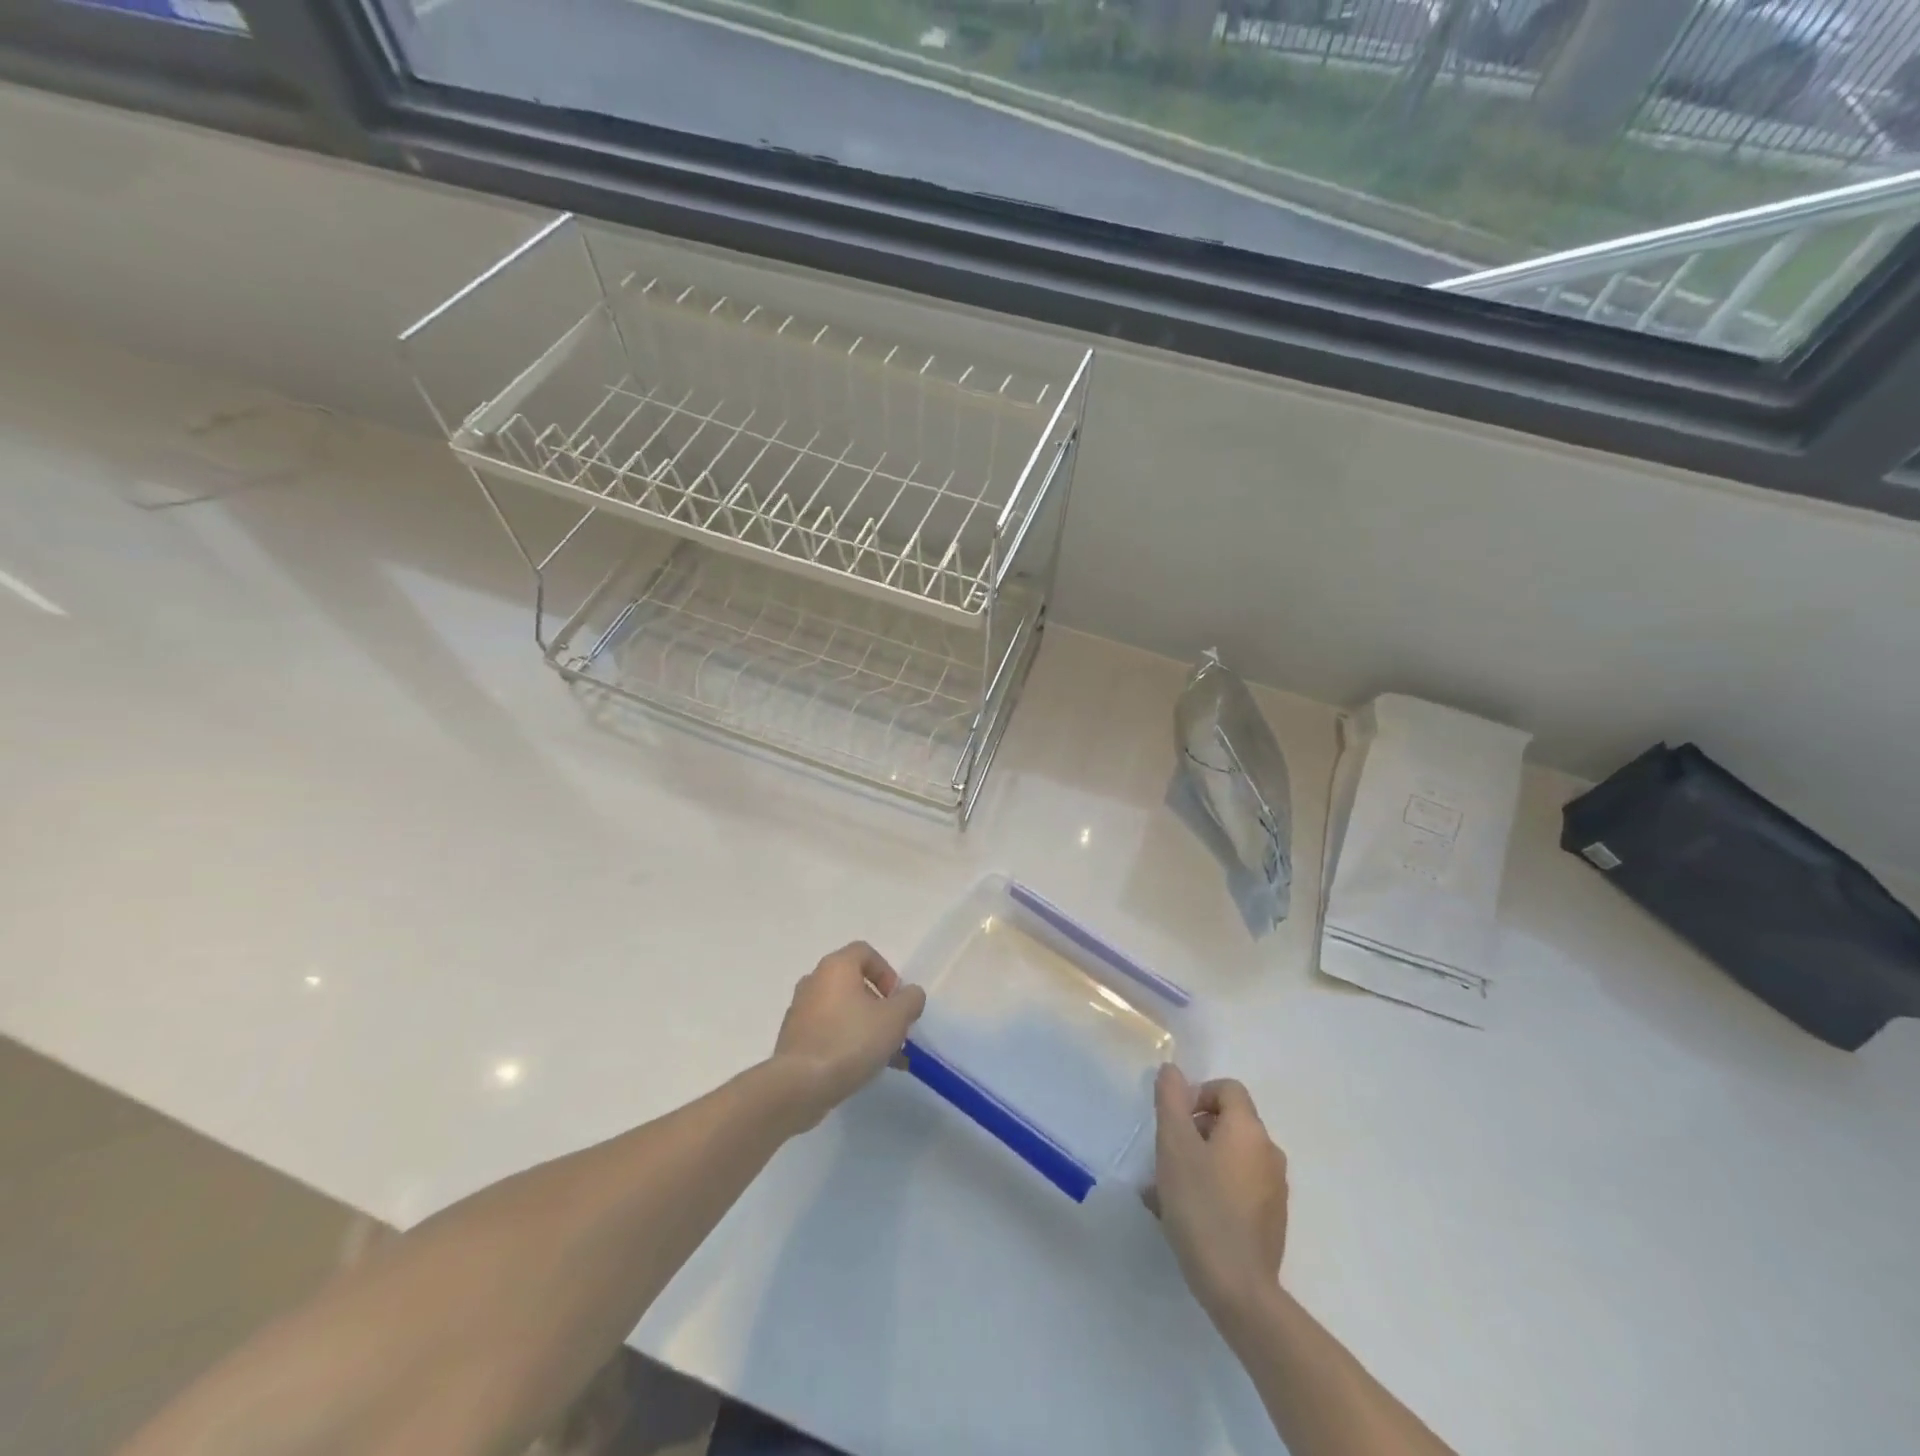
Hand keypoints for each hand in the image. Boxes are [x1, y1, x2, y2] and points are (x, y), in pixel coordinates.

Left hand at [772, 942, 925, 1125]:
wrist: (800, 1085)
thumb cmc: (850, 1041)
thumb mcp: (895, 1019)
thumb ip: (910, 1000)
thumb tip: (910, 994)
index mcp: (836, 967)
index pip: (865, 952)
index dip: (887, 972)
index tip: (897, 1000)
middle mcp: (814, 981)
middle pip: (854, 983)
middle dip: (879, 1005)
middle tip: (893, 1030)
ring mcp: (800, 1011)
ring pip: (842, 1011)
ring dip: (865, 1028)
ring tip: (885, 1057)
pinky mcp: (794, 1039)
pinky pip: (828, 1032)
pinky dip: (846, 1043)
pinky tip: (862, 1069)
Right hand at [1146, 1064, 1288, 1326]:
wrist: (1238, 1287)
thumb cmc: (1201, 1204)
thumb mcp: (1174, 1144)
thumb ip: (1170, 1099)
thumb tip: (1172, 1070)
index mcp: (1249, 1129)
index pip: (1227, 1089)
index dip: (1197, 1094)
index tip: (1174, 1122)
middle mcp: (1269, 1152)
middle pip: (1228, 1123)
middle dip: (1194, 1132)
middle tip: (1165, 1158)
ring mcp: (1274, 1189)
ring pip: (1230, 1158)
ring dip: (1200, 1163)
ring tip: (1168, 1192)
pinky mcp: (1271, 1220)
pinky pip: (1238, 1188)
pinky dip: (1214, 1189)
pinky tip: (1188, 1216)